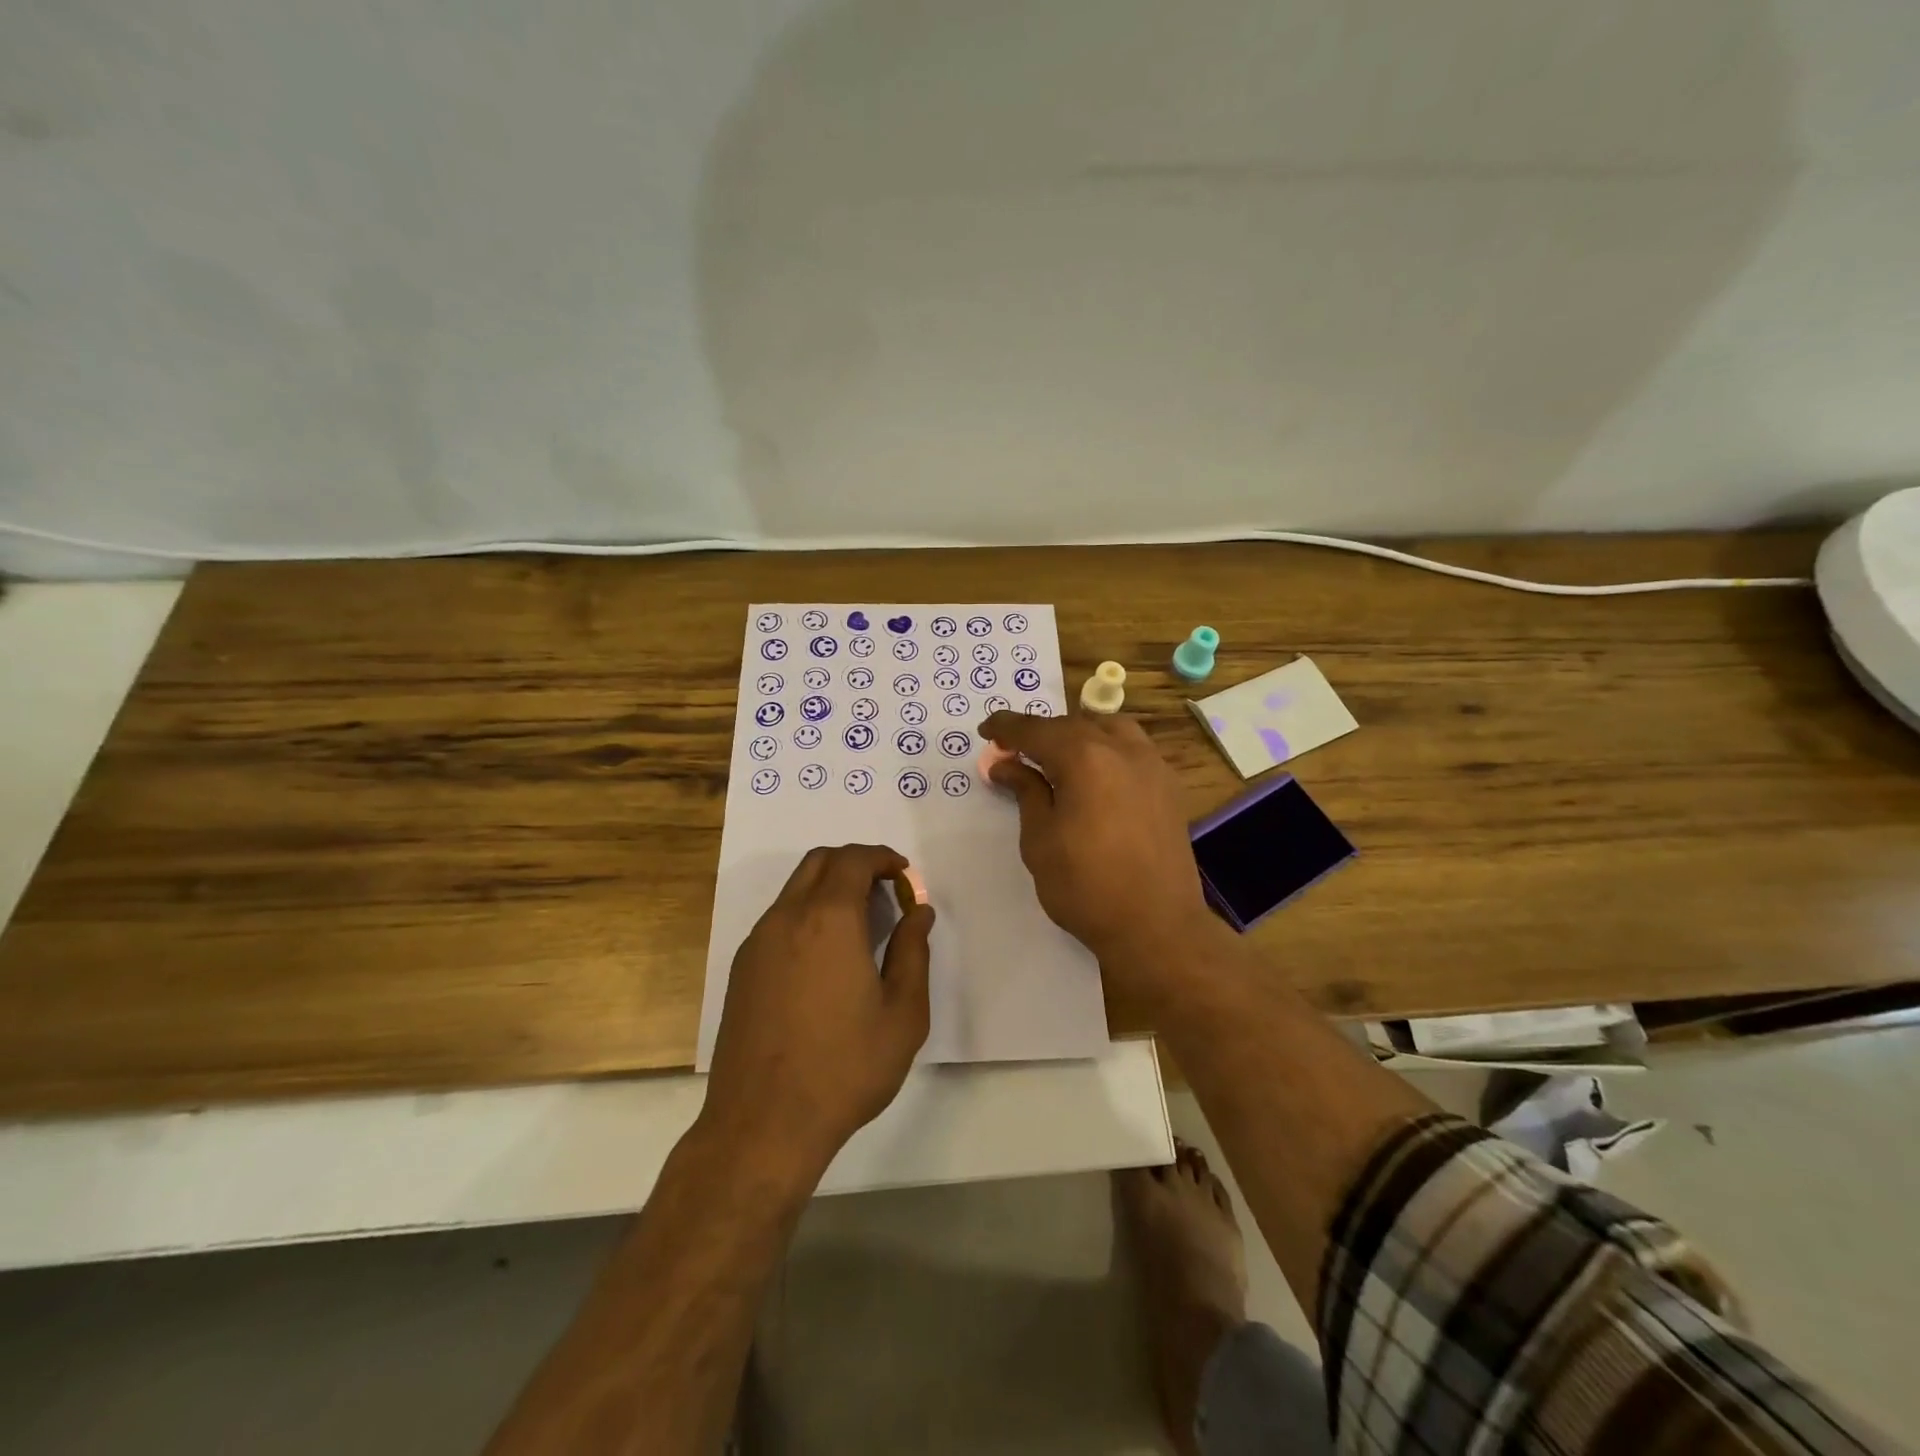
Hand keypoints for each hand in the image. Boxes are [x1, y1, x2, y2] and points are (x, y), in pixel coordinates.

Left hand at [702, 844, 934, 1182]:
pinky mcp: (742, 968)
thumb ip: (913, 952)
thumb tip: (919, 912)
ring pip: (795, 889)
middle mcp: (787, 918)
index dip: (882, 858)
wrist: (763, 1124)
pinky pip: (779, 919)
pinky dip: (807, 913)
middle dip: (855, 863)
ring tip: (860, 923)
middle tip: (885, 890)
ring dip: (829, 887)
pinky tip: (825, 956)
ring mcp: (758, 943)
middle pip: (819, 862)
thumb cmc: (845, 1068)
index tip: (904, 874)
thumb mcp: (902, 1014)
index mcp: (829, 920)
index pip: (853, 860)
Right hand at [979, 711, 1218, 1003]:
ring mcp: (1152, 766)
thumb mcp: (1040, 840)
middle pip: (1073, 725)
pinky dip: (1107, 749)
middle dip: (1041, 733)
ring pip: (1110, 729)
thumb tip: (1007, 764)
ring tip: (1058, 756)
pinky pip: (1133, 749)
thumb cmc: (1086, 886)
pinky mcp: (1169, 787)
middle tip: (1015, 751)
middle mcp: (1122, 749)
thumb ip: (1026, 792)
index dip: (1007, 727)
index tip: (986, 730)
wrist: (1156, 926)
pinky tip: (1096, 774)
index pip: (1036, 730)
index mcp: (1084, 757)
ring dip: (1078, 734)